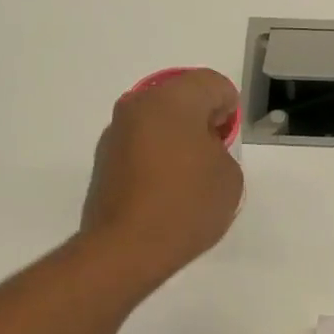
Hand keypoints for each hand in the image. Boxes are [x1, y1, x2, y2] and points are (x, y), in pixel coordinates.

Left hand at [80, 69, 243, 288]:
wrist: (126, 249)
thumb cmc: (186, 206)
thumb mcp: (229, 177)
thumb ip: (221, 150)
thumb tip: (200, 149)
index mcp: (173, 99)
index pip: (212, 84)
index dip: (229, 110)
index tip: (228, 142)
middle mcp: (138, 106)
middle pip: (180, 98)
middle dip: (200, 121)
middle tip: (212, 158)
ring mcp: (115, 133)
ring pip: (157, 122)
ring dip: (175, 139)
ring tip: (187, 178)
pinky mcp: (103, 160)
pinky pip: (140, 146)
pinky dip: (155, 158)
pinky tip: (164, 191)